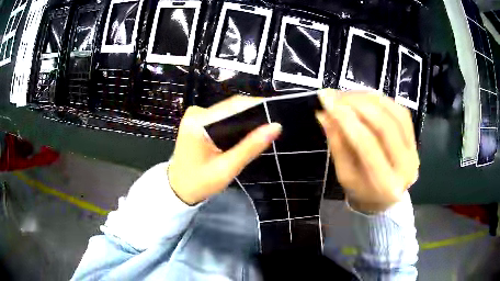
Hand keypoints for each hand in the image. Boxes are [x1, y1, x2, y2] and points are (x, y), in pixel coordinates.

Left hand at [168, 96, 281, 204]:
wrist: (178, 189)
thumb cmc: (200, 183)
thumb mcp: (227, 168)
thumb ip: (250, 147)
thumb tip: (276, 126)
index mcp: (198, 122)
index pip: (234, 106)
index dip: (258, 107)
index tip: (276, 114)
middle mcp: (196, 112)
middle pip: (231, 107)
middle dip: (252, 115)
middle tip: (271, 127)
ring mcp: (195, 115)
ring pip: (228, 111)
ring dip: (245, 120)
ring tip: (261, 131)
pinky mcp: (197, 120)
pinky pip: (222, 117)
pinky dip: (235, 123)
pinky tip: (244, 134)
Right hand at [316, 89, 419, 212]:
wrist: (385, 198)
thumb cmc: (361, 190)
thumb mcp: (345, 174)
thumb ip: (337, 144)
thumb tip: (324, 114)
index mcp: (384, 184)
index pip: (366, 144)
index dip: (346, 119)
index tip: (326, 101)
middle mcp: (405, 166)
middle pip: (384, 124)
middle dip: (357, 103)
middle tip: (334, 94)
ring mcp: (414, 150)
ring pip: (394, 113)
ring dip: (368, 98)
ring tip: (346, 95)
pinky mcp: (415, 139)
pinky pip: (400, 111)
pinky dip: (381, 99)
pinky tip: (365, 98)